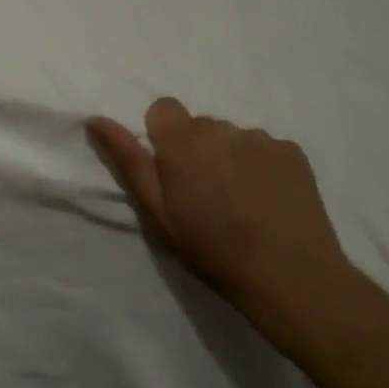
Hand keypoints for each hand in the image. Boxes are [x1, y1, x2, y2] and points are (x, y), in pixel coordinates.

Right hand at [85, 98, 356, 343]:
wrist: (292, 279)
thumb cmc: (213, 250)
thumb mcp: (158, 212)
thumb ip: (127, 159)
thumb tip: (95, 119)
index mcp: (182, 139)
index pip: (163, 108)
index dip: (164, 139)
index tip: (172, 174)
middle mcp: (221, 127)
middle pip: (199, 125)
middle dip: (196, 149)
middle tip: (206, 195)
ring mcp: (261, 137)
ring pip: (232, 136)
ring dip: (229, 156)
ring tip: (241, 201)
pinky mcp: (293, 151)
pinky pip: (264, 147)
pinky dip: (261, 165)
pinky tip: (268, 200)